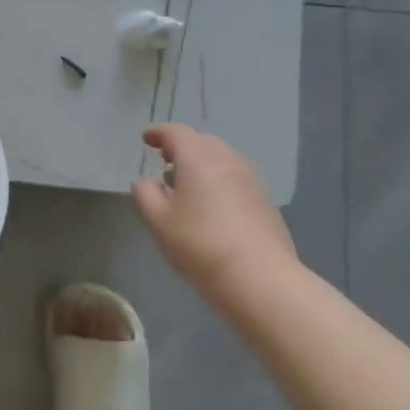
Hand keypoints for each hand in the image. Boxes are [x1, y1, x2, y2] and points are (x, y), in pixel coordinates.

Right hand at [131, 124, 296, 299]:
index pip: (176, 133)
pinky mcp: (264, 200)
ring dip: (201, 163)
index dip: (158, 132)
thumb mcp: (158, 220)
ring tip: (185, 184)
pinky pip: (234, 177)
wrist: (259, 277)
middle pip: (201, 142)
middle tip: (164, 160)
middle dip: (181, 146)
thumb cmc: (199, 243)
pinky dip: (217, 179)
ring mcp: (250, 179)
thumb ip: (145, 193)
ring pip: (221, 159)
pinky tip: (209, 203)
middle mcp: (227, 160)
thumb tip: (146, 181)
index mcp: (198, 158)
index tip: (146, 138)